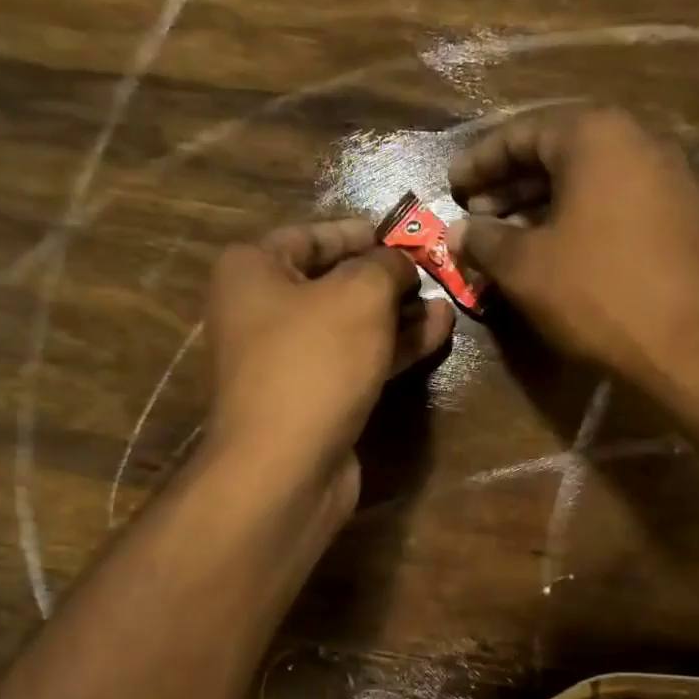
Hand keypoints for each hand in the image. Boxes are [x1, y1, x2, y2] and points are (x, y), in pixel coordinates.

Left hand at [204, 218, 454, 513]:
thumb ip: (386, 266)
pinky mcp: (312, 398)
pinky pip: (355, 361)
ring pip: (350, 326)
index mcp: (252, 270)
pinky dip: (392, 348)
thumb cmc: (315, 361)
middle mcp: (261, 311)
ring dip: (398, 315)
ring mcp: (287, 360)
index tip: (405, 235)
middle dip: (386, 278)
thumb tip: (401, 263)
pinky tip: (436, 335)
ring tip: (446, 305)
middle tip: (433, 273)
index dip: (361, 232)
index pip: (311, 235)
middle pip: (333, 282)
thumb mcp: (359, 295)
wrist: (287, 466)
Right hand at [446, 107, 698, 390]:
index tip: (451, 187)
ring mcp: (666, 179)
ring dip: (541, 208)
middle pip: (557, 154)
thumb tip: (456, 233)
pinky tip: (554, 255)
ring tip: (507, 240)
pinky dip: (577, 222)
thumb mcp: (526, 267)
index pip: (520, 134)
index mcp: (594, 136)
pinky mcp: (681, 217)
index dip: (479, 162)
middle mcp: (636, 142)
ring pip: (587, 182)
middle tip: (475, 216)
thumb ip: (484, 241)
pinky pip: (614, 205)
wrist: (695, 342)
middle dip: (510, 186)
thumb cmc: (599, 292)